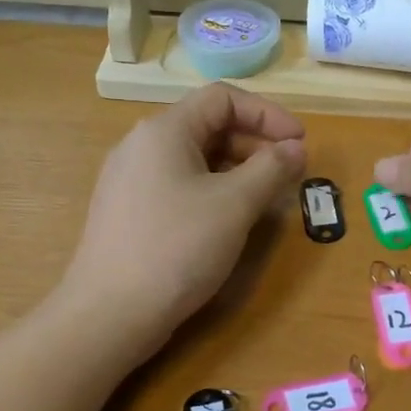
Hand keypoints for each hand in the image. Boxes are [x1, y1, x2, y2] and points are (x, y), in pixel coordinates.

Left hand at [63, 83, 305, 353]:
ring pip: (194, 157)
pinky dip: (212, 189)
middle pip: (208, 124)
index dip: (268, 113)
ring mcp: (130, 179)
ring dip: (237, 168)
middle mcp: (142, 145)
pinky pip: (179, 183)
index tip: (300, 142)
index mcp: (164, 130)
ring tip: (266, 196)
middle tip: (288, 171)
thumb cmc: (177, 248)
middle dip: (255, 142)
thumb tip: (295, 149)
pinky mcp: (129, 211)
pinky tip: (229, 218)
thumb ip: (271, 168)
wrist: (110, 313)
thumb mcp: (234, 204)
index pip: (222, 97)